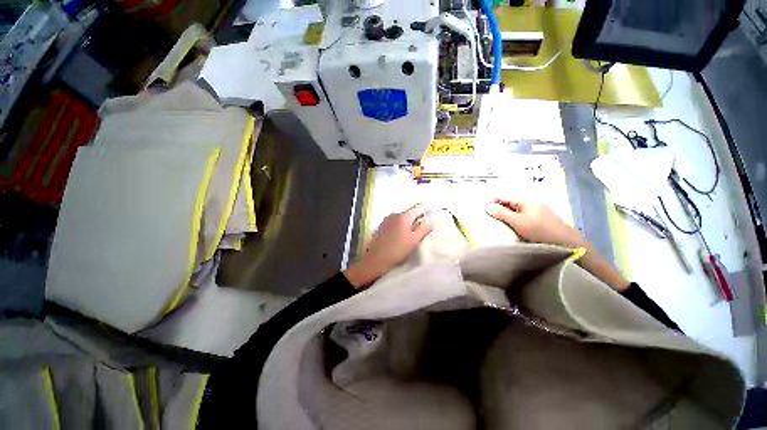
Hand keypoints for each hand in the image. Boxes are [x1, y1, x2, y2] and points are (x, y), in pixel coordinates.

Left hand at [344, 206, 434, 288]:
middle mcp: (394, 214)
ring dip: (407, 224)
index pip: (418, 209)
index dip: (425, 214)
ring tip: (410, 236)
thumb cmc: (398, 250)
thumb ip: (424, 228)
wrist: (376, 259)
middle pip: (409, 213)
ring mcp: (386, 220)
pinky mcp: (381, 226)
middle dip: (416, 220)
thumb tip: (432, 220)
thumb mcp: (414, 240)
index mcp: (404, 216)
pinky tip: (399, 237)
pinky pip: (394, 223)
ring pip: (401, 219)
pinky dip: (399, 227)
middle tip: (420, 232)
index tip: (429, 222)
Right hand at [486, 197, 629, 291]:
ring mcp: (536, 208)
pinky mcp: (539, 216)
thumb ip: (501, 213)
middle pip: (509, 201)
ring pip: (515, 208)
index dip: (491, 201)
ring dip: (505, 213)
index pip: (503, 195)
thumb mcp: (518, 222)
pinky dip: (513, 217)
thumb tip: (486, 206)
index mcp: (525, 199)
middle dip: (497, 207)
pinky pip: (521, 213)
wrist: (566, 242)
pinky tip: (511, 224)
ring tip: (497, 221)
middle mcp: (530, 201)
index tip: (482, 209)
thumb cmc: (540, 230)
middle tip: (488, 217)